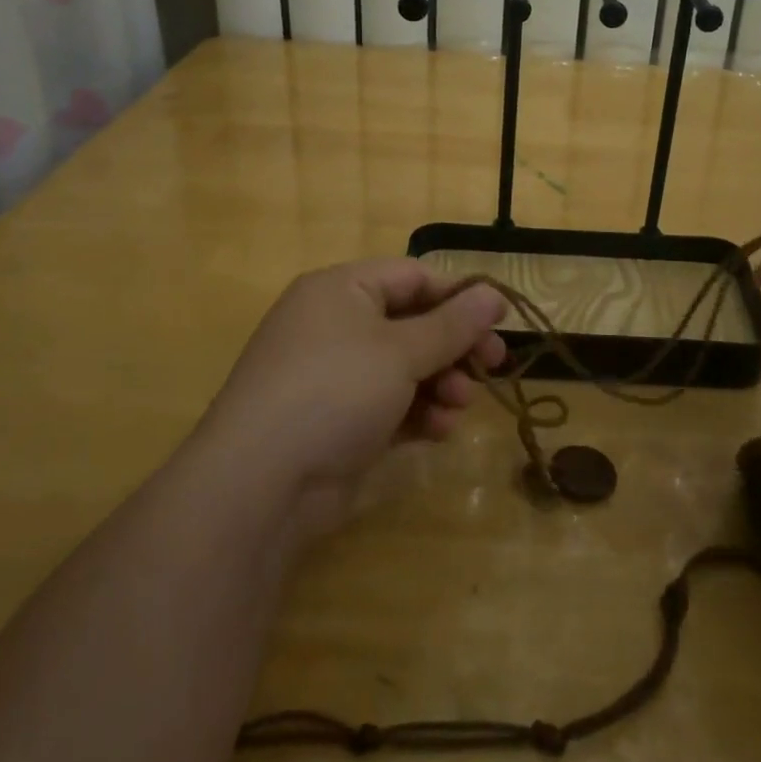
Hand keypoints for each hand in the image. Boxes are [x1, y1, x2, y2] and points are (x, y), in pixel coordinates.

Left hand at [198, 259, 506, 538]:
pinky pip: (391, 403)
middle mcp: (336, 325)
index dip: (458, 295)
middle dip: (455, 347)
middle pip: (413, 323)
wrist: (260, 484)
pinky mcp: (339, 420)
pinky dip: (418, 413)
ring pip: (406, 367)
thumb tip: (494, 295)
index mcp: (342, 290)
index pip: (412, 277)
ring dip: (441, 383)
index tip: (500, 320)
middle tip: (494, 365)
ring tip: (459, 405)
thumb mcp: (401, 351)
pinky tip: (438, 431)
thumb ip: (453, 324)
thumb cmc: (335, 391)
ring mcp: (335, 376)